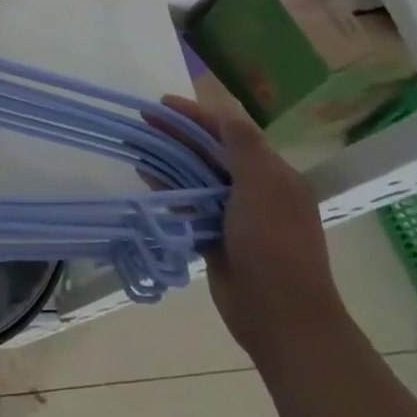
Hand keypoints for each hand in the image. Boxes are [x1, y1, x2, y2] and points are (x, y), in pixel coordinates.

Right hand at [162, 95, 350, 363]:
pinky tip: (145, 179)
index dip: (197, 115)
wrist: (280, 313)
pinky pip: (188, 204)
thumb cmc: (273, 244)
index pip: (231, 133)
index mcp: (274, 175)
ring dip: (169, 159)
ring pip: (196, 177)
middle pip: (211, 153)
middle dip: (178, 134)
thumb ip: (244, 147)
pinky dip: (168, 189)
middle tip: (142, 121)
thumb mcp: (263, 186)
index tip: (162, 103)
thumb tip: (227, 114)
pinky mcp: (215, 237)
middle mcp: (256, 190)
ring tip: (137, 145)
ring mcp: (235, 216)